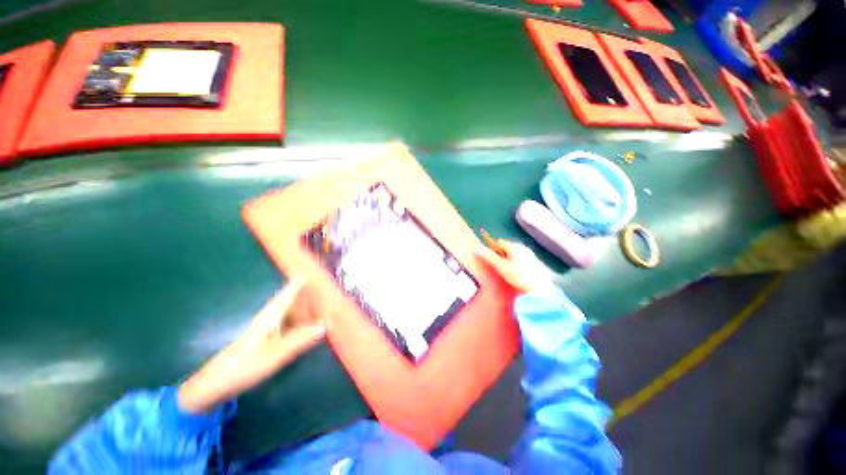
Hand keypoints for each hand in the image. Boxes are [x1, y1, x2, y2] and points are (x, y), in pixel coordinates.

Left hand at [178, 279, 325, 413]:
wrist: (215, 386)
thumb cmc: (243, 367)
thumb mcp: (274, 355)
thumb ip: (299, 339)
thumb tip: (324, 325)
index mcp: (269, 318)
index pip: (286, 295)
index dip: (297, 284)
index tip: (308, 272)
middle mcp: (269, 320)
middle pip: (289, 302)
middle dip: (304, 295)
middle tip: (323, 291)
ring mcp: (266, 331)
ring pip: (288, 314)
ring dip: (303, 309)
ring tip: (320, 307)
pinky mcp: (265, 341)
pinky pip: (287, 325)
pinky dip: (299, 323)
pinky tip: (306, 328)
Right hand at [475, 240, 558, 293]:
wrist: (541, 290)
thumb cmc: (520, 277)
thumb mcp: (501, 267)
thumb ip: (489, 257)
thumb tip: (476, 249)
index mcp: (515, 246)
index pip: (499, 243)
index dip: (494, 251)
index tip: (494, 262)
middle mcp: (523, 247)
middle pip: (507, 248)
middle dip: (502, 256)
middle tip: (502, 269)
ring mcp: (531, 254)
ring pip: (515, 255)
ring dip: (510, 261)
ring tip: (510, 274)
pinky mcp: (536, 263)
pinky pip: (522, 260)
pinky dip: (518, 265)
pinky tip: (520, 276)